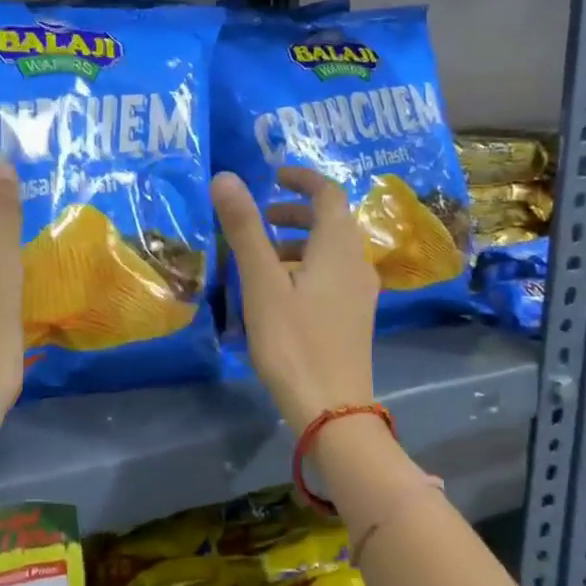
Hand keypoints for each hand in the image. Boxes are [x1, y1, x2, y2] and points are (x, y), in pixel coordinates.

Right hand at [211, 167, 378, 433]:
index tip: (273, 176)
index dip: (302, 179)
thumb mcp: (262, 283)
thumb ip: (245, 229)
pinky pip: (332, 276)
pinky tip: (279, 294)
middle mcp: (357, 263)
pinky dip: (306, 268)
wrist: (331, 408)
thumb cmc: (293, 341)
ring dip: (298, 243)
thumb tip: (226, 177)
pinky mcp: (354, 318)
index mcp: (338, 247)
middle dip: (295, 213)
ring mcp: (360, 293)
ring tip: (261, 258)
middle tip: (260, 219)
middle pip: (331, 222)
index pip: (328, 194)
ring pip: (331, 251)